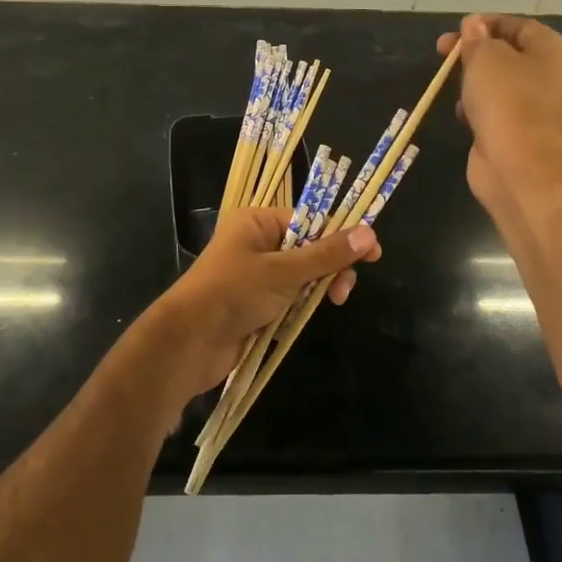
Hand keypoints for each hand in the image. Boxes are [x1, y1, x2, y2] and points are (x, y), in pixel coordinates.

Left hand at [143, 207, 381, 406]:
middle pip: (308, 247)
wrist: (190, 342)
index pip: (308, 219)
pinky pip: (289, 297)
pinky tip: (308, 315)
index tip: (371, 252)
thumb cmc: (234, 292)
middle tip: (344, 289)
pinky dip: (302, 304)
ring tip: (332, 302)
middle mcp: (256, 243)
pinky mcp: (255, 304)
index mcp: (257, 222)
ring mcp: (255, 275)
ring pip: (301, 275)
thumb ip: (326, 254)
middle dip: (330, 266)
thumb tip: (369, 233)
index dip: (340, 234)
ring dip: (317, 287)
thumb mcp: (284, 271)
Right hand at [436, 13, 561, 217]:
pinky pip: (493, 108)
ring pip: (497, 82)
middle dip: (473, 51)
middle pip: (506, 53)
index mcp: (552, 50)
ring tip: (451, 83)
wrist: (515, 162)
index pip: (518, 25)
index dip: (486, 23)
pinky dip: (476, 107)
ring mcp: (534, 105)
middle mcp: (549, 75)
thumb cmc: (505, 98)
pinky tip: (463, 114)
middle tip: (442, 51)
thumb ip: (477, 38)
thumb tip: (473, 26)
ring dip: (472, 80)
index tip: (457, 29)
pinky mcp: (516, 129)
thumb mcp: (485, 56)